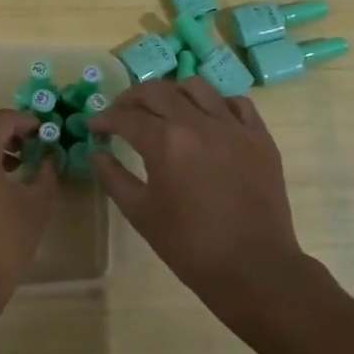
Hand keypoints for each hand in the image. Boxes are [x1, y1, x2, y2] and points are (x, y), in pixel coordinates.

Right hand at [89, 80, 305, 329]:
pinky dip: (216, 104)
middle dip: (131, 99)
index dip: (105, 119)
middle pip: (158, 92)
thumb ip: (113, 178)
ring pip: (197, 87)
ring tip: (163, 109)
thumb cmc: (189, 245)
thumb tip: (98, 153)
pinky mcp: (259, 136)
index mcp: (166, 142)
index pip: (126, 117)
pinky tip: (207, 119)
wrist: (252, 266)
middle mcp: (198, 123)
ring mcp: (233, 126)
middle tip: (120, 113)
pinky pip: (236, 103)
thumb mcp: (141, 214)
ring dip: (172, 93)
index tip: (94, 125)